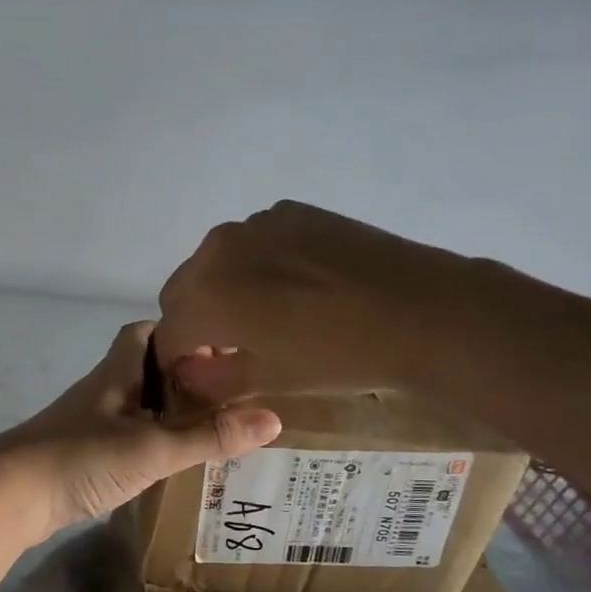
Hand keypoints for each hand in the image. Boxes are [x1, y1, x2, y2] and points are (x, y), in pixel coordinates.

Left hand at [0, 322, 280, 543]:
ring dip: (168, 413)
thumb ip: (208, 436)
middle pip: (144, 370)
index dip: (178, 331)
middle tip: (229, 393)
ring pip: (136, 407)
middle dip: (182, 377)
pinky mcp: (82, 456)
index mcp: (116, 373)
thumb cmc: (79, 456)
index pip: (144, 332)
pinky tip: (173, 464)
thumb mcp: (152, 447)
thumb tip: (272, 419)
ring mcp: (89, 424)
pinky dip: (151, 444)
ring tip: (214, 428)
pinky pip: (126, 439)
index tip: (218, 345)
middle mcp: (103, 391)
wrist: (8, 496)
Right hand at [157, 201, 486, 404]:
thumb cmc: (338, 356)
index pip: (168, 333)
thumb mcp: (268, 381)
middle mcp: (217, 249)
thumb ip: (211, 379)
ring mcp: (255, 223)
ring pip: (216, 262)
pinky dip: (257, 264)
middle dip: (196, 320)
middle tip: (233, 347)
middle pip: (183, 291)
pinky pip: (253, 241)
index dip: (179, 360)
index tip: (202, 375)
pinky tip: (298, 284)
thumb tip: (187, 370)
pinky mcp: (290, 211)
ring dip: (224, 289)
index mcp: (204, 295)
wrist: (422, 310)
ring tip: (269, 313)